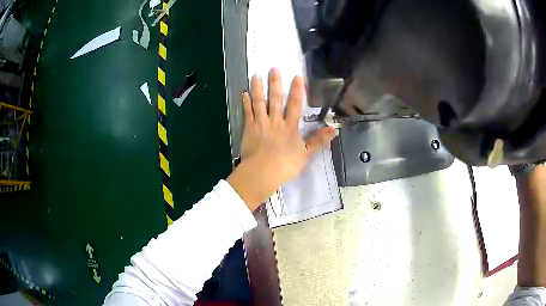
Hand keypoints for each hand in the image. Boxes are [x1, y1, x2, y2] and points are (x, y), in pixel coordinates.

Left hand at [227, 68, 336, 210]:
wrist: (261, 173)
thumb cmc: (285, 165)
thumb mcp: (305, 154)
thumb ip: (318, 140)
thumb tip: (334, 129)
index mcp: (289, 126)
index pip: (295, 105)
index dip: (297, 90)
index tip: (297, 76)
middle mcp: (275, 121)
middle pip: (275, 99)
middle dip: (275, 83)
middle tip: (273, 68)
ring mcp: (260, 123)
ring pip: (259, 102)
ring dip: (258, 88)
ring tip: (255, 75)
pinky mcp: (249, 129)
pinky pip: (247, 113)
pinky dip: (245, 103)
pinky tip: (243, 93)